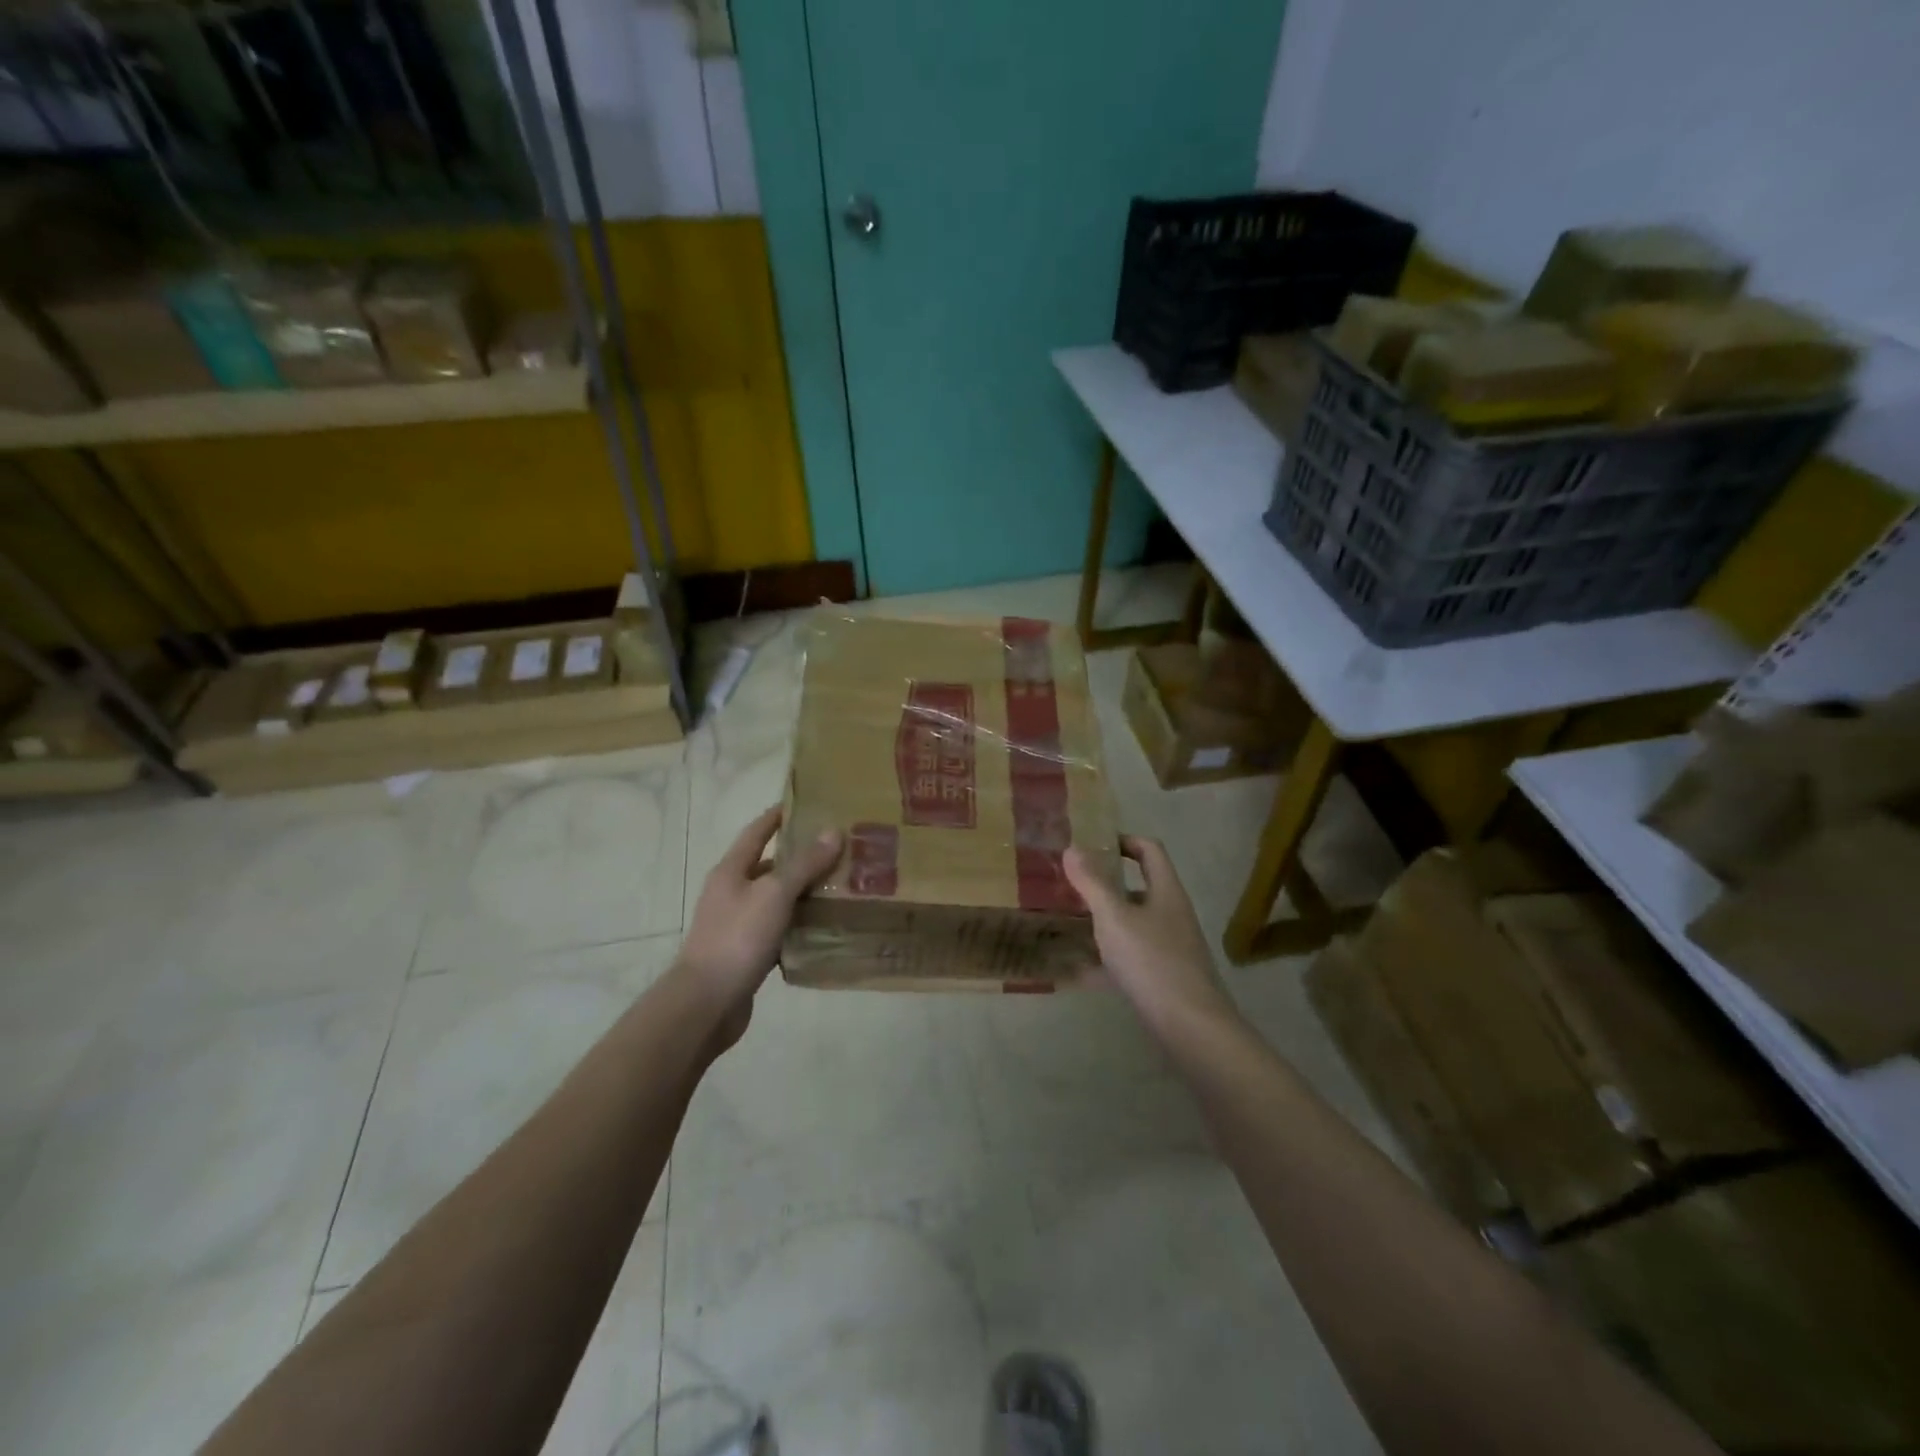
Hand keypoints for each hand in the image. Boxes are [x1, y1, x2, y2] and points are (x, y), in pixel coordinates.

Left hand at [675, 807, 842, 1037]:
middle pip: (770, 865)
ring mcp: (737, 924)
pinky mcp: (746, 953)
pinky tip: (824, 928)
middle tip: (840, 849)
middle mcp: (731, 893)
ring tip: (841, 886)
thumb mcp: (774, 895)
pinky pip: (778, 930)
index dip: (779, 816)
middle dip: (801, 857)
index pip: (757, 832)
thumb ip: (804, 864)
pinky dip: (799, 925)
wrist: (705, 1004)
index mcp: (731, 871)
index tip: (807, 803)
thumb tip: (833, 831)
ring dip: (803, 893)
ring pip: (776, 900)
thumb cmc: (737, 939)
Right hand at [1063, 836, 1237, 1034]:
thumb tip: (1072, 848)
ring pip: (1132, 924)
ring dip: (1103, 920)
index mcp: (1166, 891)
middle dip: (1105, 884)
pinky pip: (1130, 957)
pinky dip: (1105, 959)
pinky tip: (1078, 970)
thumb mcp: (1114, 917)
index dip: (1122, 840)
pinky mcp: (1163, 977)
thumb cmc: (1152, 961)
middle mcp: (1172, 914)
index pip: (1149, 850)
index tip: (1091, 846)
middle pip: (1139, 887)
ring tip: (1069, 922)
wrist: (1190, 1026)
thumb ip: (1092, 883)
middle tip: (1070, 885)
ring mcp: (1170, 947)